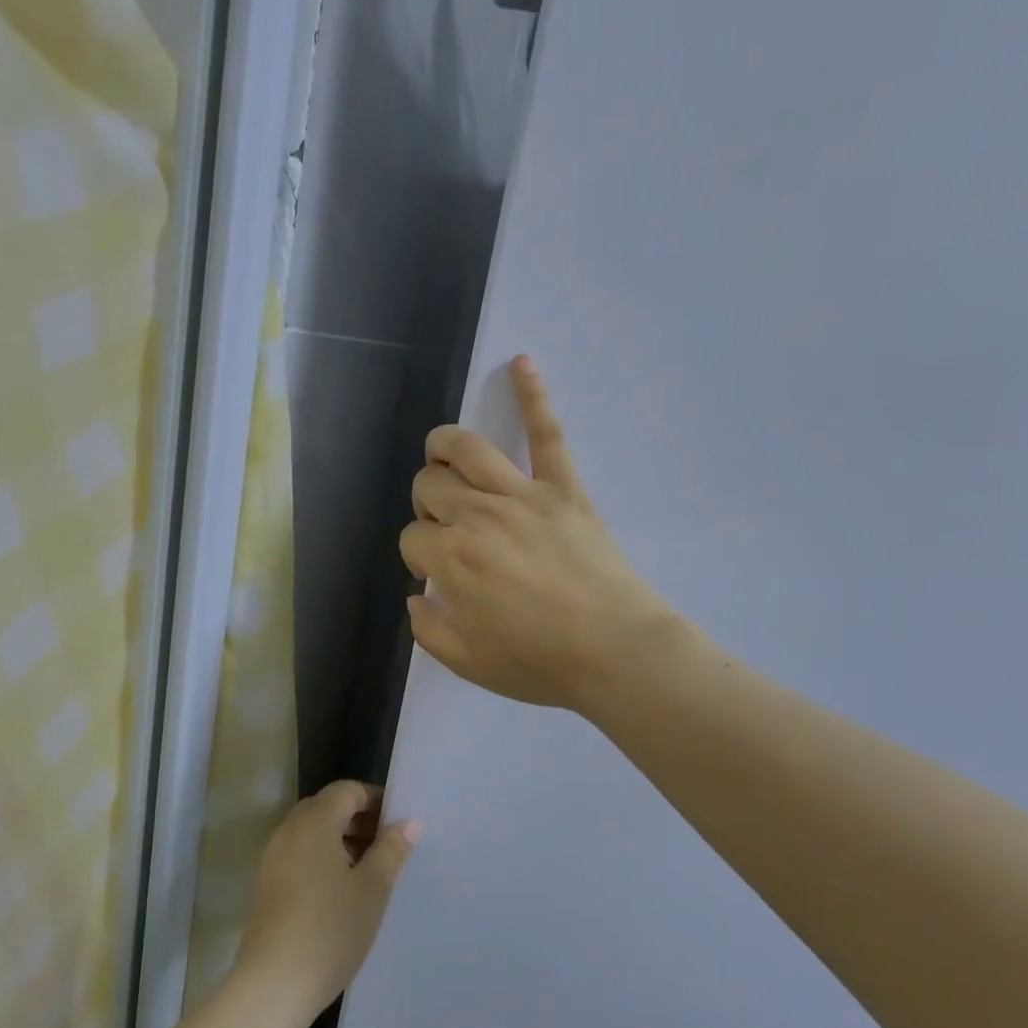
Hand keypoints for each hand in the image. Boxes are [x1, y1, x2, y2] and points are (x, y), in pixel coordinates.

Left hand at [235, 782, 419, 1023]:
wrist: (273, 985)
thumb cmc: (330, 930)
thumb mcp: (372, 889)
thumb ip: (391, 850)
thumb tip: (409, 822)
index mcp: (314, 822)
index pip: (346, 790)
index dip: (374, 799)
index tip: (398, 823)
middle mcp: (288, 831)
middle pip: (325, 807)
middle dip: (357, 819)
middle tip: (386, 846)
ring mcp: (272, 858)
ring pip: (310, 831)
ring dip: (339, 839)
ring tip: (367, 871)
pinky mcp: (265, 884)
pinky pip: (298, 854)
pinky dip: (320, 857)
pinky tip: (339, 891)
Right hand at [400, 355, 680, 711]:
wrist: (616, 652)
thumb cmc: (540, 663)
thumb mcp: (467, 663)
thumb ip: (427, 628)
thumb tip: (415, 597)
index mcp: (450, 560)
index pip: (411, 538)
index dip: (418, 555)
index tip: (437, 574)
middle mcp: (476, 516)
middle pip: (429, 488)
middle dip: (426, 505)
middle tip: (445, 529)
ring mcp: (522, 495)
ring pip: (467, 448)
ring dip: (444, 446)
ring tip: (442, 455)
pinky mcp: (563, 487)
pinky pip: (547, 433)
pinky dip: (533, 394)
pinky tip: (521, 363)